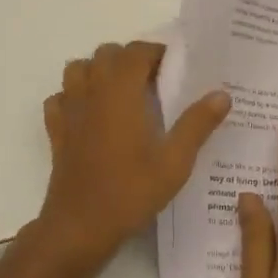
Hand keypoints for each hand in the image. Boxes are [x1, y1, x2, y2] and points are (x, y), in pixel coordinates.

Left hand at [37, 42, 229, 262]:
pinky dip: (73, 97)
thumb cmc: (130, 191)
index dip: (156, 52)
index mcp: (121, 91)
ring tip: (121, 93)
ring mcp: (69, 109)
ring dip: (98, 71)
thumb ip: (197, 124)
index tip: (175, 68)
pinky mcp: (56, 130)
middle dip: (129, 59)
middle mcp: (92, 91)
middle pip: (106, 54)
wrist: (80, 226)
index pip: (136, 51)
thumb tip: (222, 94)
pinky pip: (60, 98)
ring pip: (78, 69)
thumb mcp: (175, 162)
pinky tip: (89, 115)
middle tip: (153, 82)